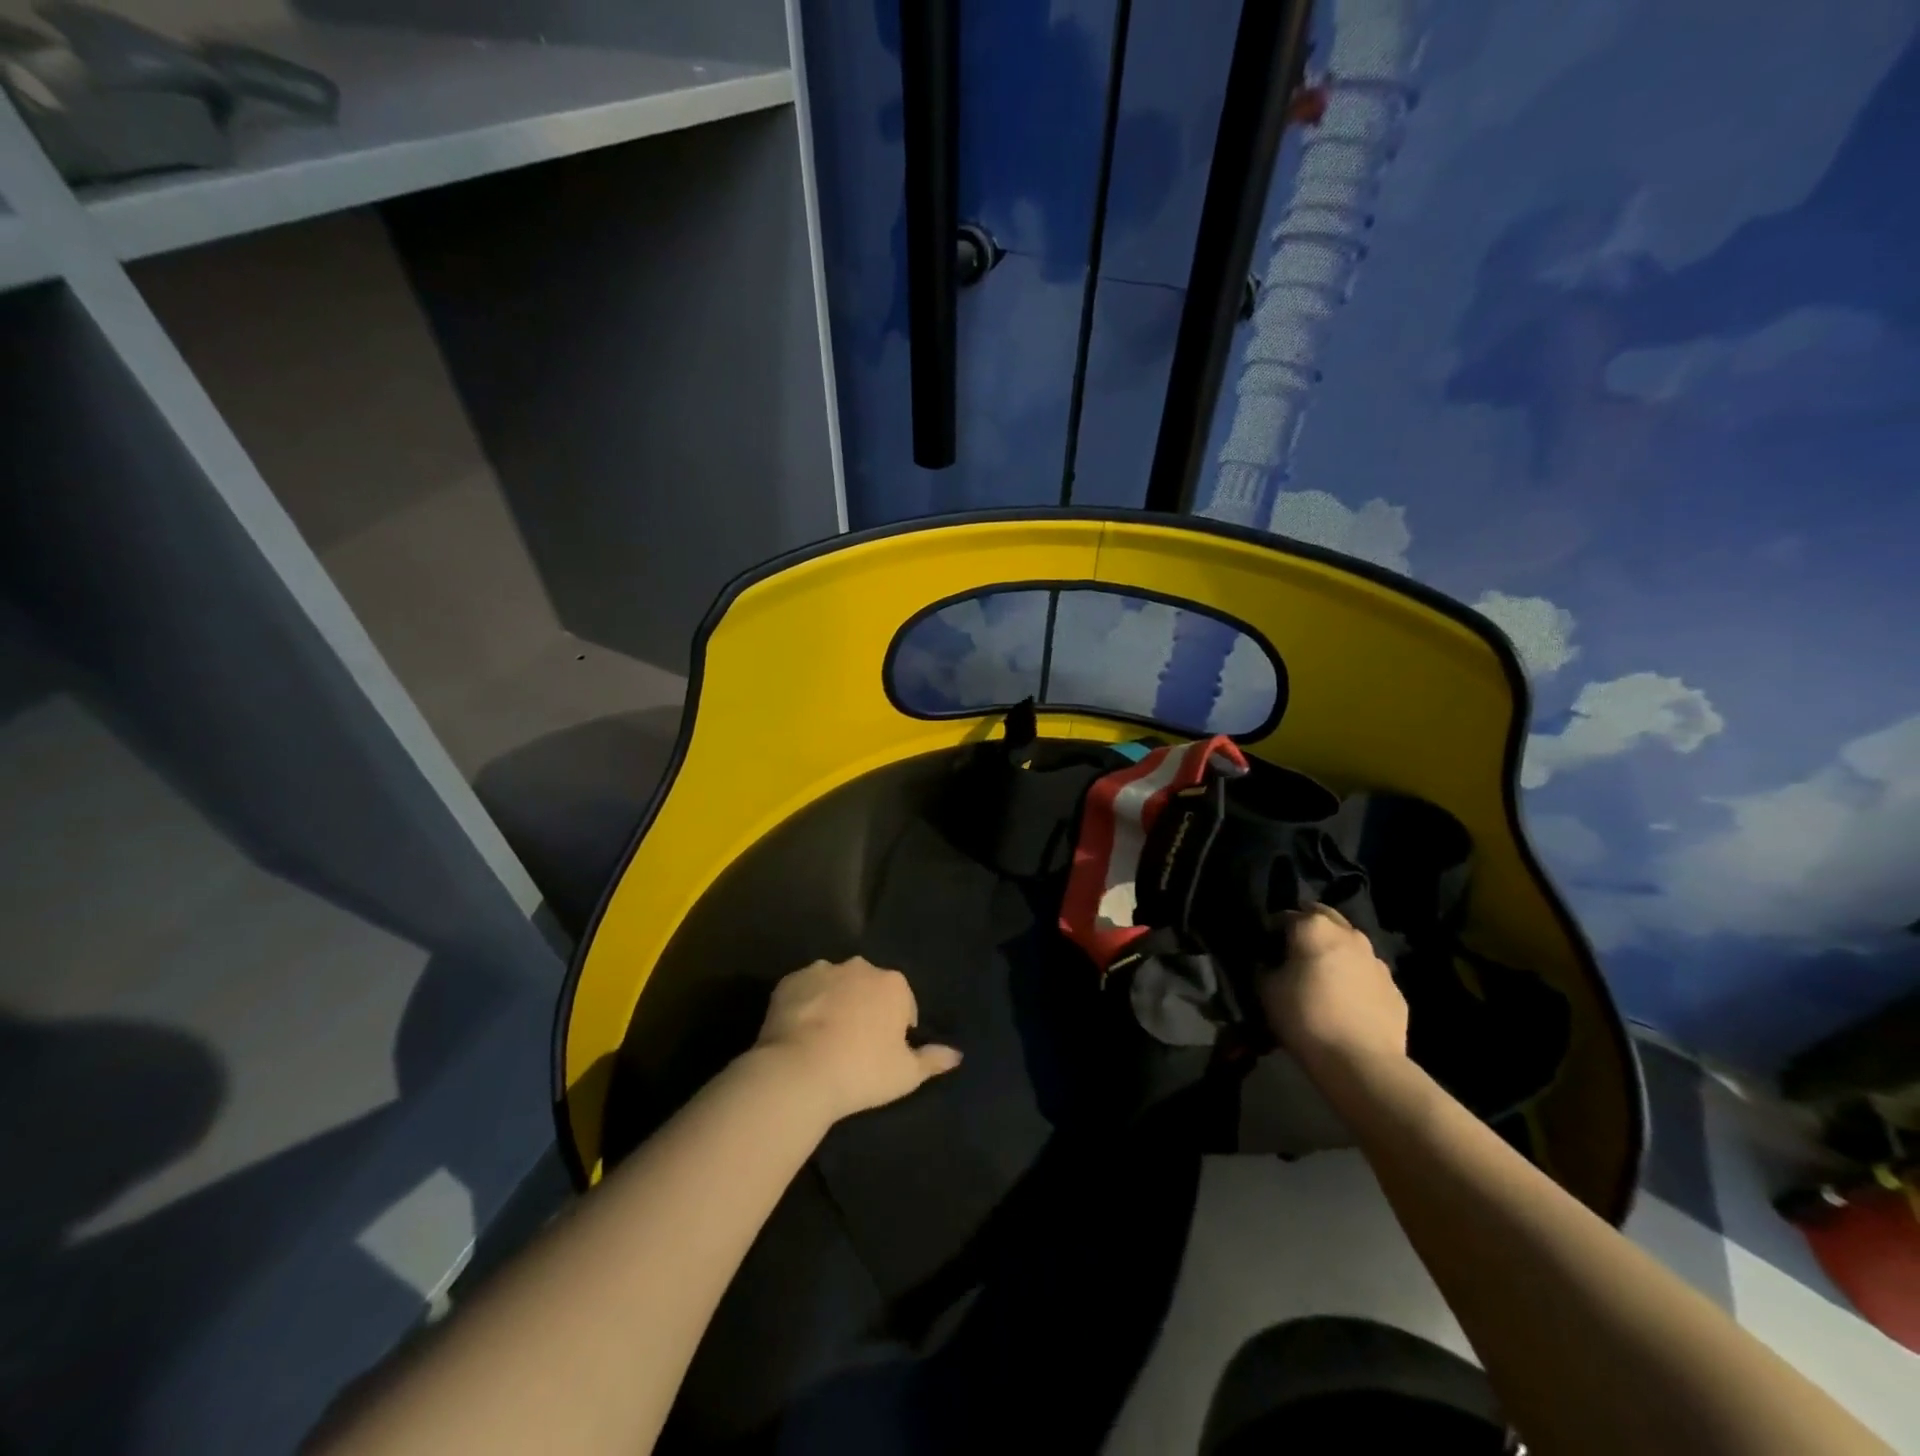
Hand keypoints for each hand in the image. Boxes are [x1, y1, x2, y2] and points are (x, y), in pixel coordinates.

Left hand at [753, 957, 962, 1123]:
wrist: (799, 1072)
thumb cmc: (862, 1072)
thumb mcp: (906, 1074)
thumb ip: (933, 1060)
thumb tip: (957, 1054)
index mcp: (893, 984)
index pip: (902, 1002)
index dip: (895, 1028)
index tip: (883, 1052)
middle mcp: (860, 967)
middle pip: (868, 987)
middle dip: (865, 1008)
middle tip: (854, 1044)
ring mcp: (822, 970)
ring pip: (835, 984)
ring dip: (835, 1002)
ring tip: (823, 1038)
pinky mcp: (790, 980)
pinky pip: (804, 990)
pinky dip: (805, 1004)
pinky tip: (799, 1032)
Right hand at [1259, 904, 1407, 1075]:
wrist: (1361, 1062)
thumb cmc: (1305, 1017)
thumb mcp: (1266, 989)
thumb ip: (1265, 966)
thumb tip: (1268, 962)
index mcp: (1314, 927)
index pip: (1285, 916)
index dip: (1272, 931)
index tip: (1266, 950)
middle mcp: (1349, 935)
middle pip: (1324, 917)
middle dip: (1308, 928)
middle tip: (1294, 952)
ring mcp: (1377, 961)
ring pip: (1350, 945)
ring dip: (1335, 952)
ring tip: (1323, 977)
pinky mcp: (1395, 989)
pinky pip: (1368, 975)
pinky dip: (1355, 979)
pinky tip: (1346, 1002)